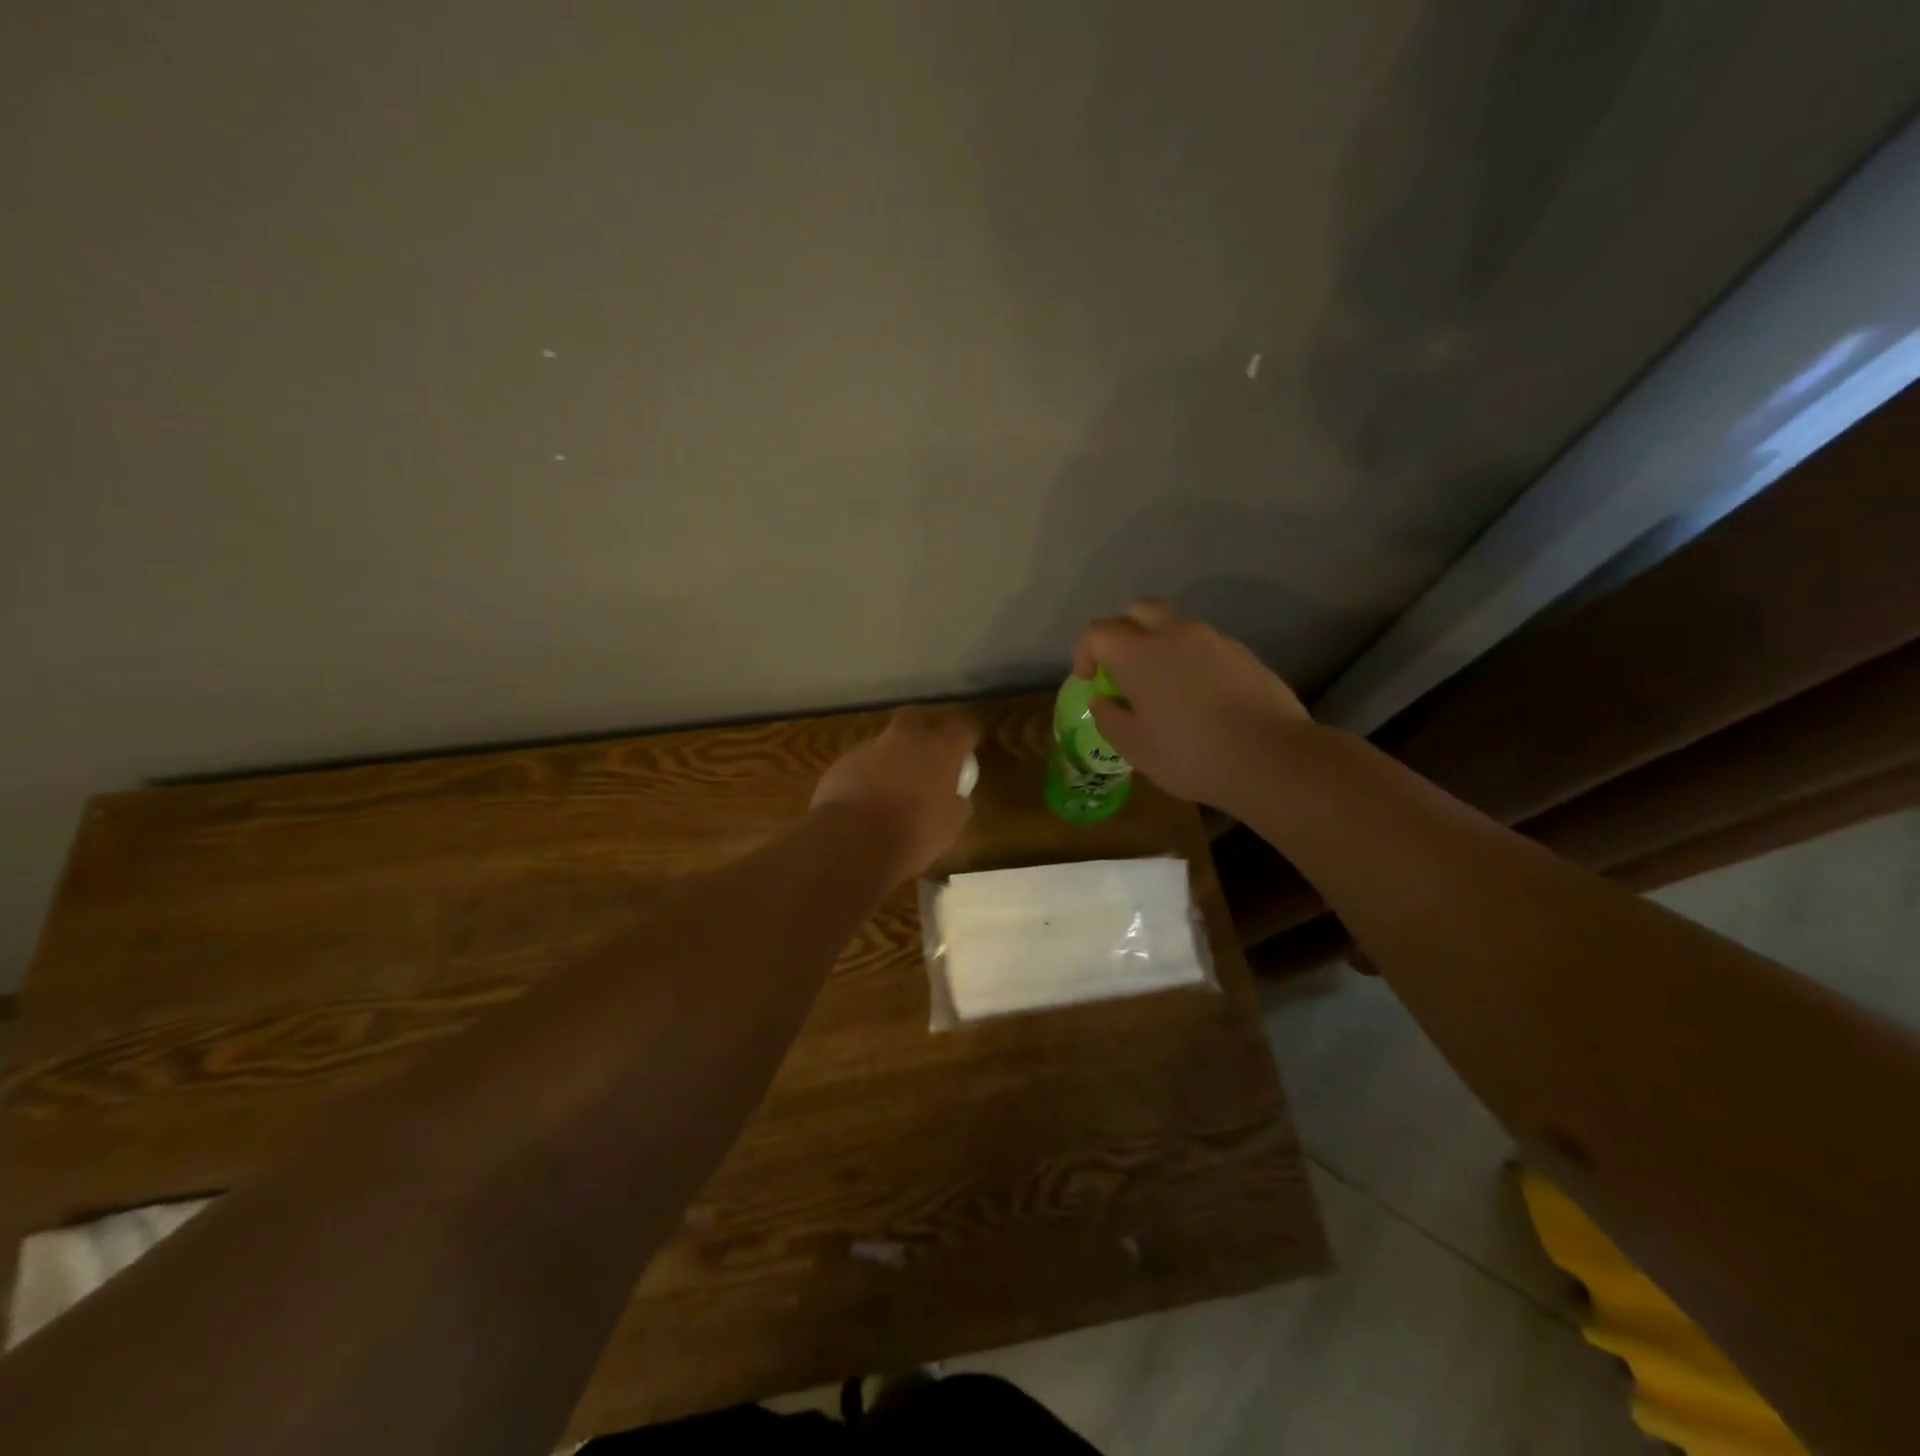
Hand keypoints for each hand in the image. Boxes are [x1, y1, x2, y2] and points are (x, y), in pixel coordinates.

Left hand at [811, 706, 980, 879]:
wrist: (853, 842)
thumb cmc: (912, 835)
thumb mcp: (950, 828)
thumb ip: (958, 806)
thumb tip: (957, 799)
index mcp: (940, 750)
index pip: (963, 728)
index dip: (967, 736)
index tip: (967, 749)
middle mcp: (906, 739)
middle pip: (916, 717)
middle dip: (921, 730)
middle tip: (924, 756)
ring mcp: (870, 747)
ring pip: (884, 742)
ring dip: (890, 758)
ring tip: (889, 789)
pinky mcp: (842, 763)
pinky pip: (860, 764)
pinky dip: (865, 776)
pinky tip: (864, 802)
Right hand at [1072, 599, 1311, 812]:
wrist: (1272, 757)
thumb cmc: (1190, 754)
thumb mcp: (1135, 748)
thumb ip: (1110, 719)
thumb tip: (1104, 701)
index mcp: (1139, 654)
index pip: (1098, 631)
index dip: (1085, 651)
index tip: (1090, 680)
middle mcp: (1174, 634)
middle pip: (1138, 610)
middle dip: (1122, 632)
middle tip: (1123, 669)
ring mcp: (1214, 640)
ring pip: (1175, 626)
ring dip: (1159, 646)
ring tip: (1163, 687)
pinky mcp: (1243, 654)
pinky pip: (1205, 646)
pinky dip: (1191, 660)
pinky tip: (1199, 698)